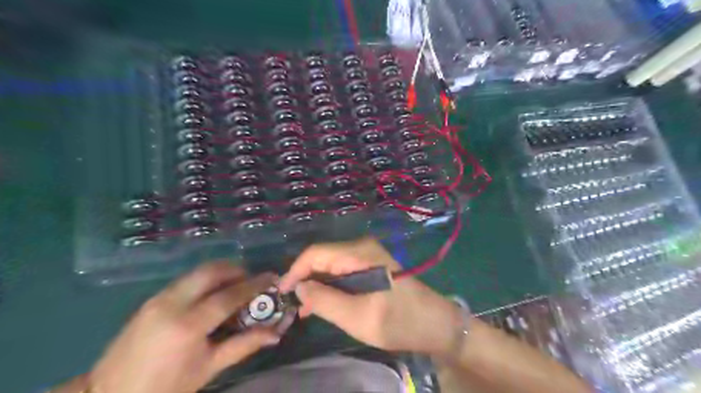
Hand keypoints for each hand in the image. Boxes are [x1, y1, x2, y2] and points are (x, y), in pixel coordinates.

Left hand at [89, 261, 281, 392]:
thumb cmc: (165, 388)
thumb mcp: (208, 368)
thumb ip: (244, 345)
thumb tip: (275, 333)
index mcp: (188, 325)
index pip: (229, 295)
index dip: (254, 285)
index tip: (271, 277)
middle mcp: (173, 303)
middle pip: (212, 271)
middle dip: (237, 269)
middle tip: (252, 279)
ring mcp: (159, 298)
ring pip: (197, 271)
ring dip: (221, 272)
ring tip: (235, 284)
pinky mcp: (151, 299)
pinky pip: (186, 280)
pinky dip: (205, 279)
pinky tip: (212, 293)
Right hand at [276, 238, 463, 357]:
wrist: (434, 323)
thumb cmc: (399, 321)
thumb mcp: (357, 317)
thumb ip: (325, 300)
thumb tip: (298, 287)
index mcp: (359, 253)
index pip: (315, 253)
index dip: (295, 271)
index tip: (281, 293)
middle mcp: (361, 247)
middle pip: (322, 258)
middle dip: (305, 279)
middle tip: (291, 305)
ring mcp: (368, 255)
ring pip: (331, 265)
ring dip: (317, 285)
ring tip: (305, 309)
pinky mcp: (371, 265)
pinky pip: (342, 271)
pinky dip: (331, 286)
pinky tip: (323, 303)